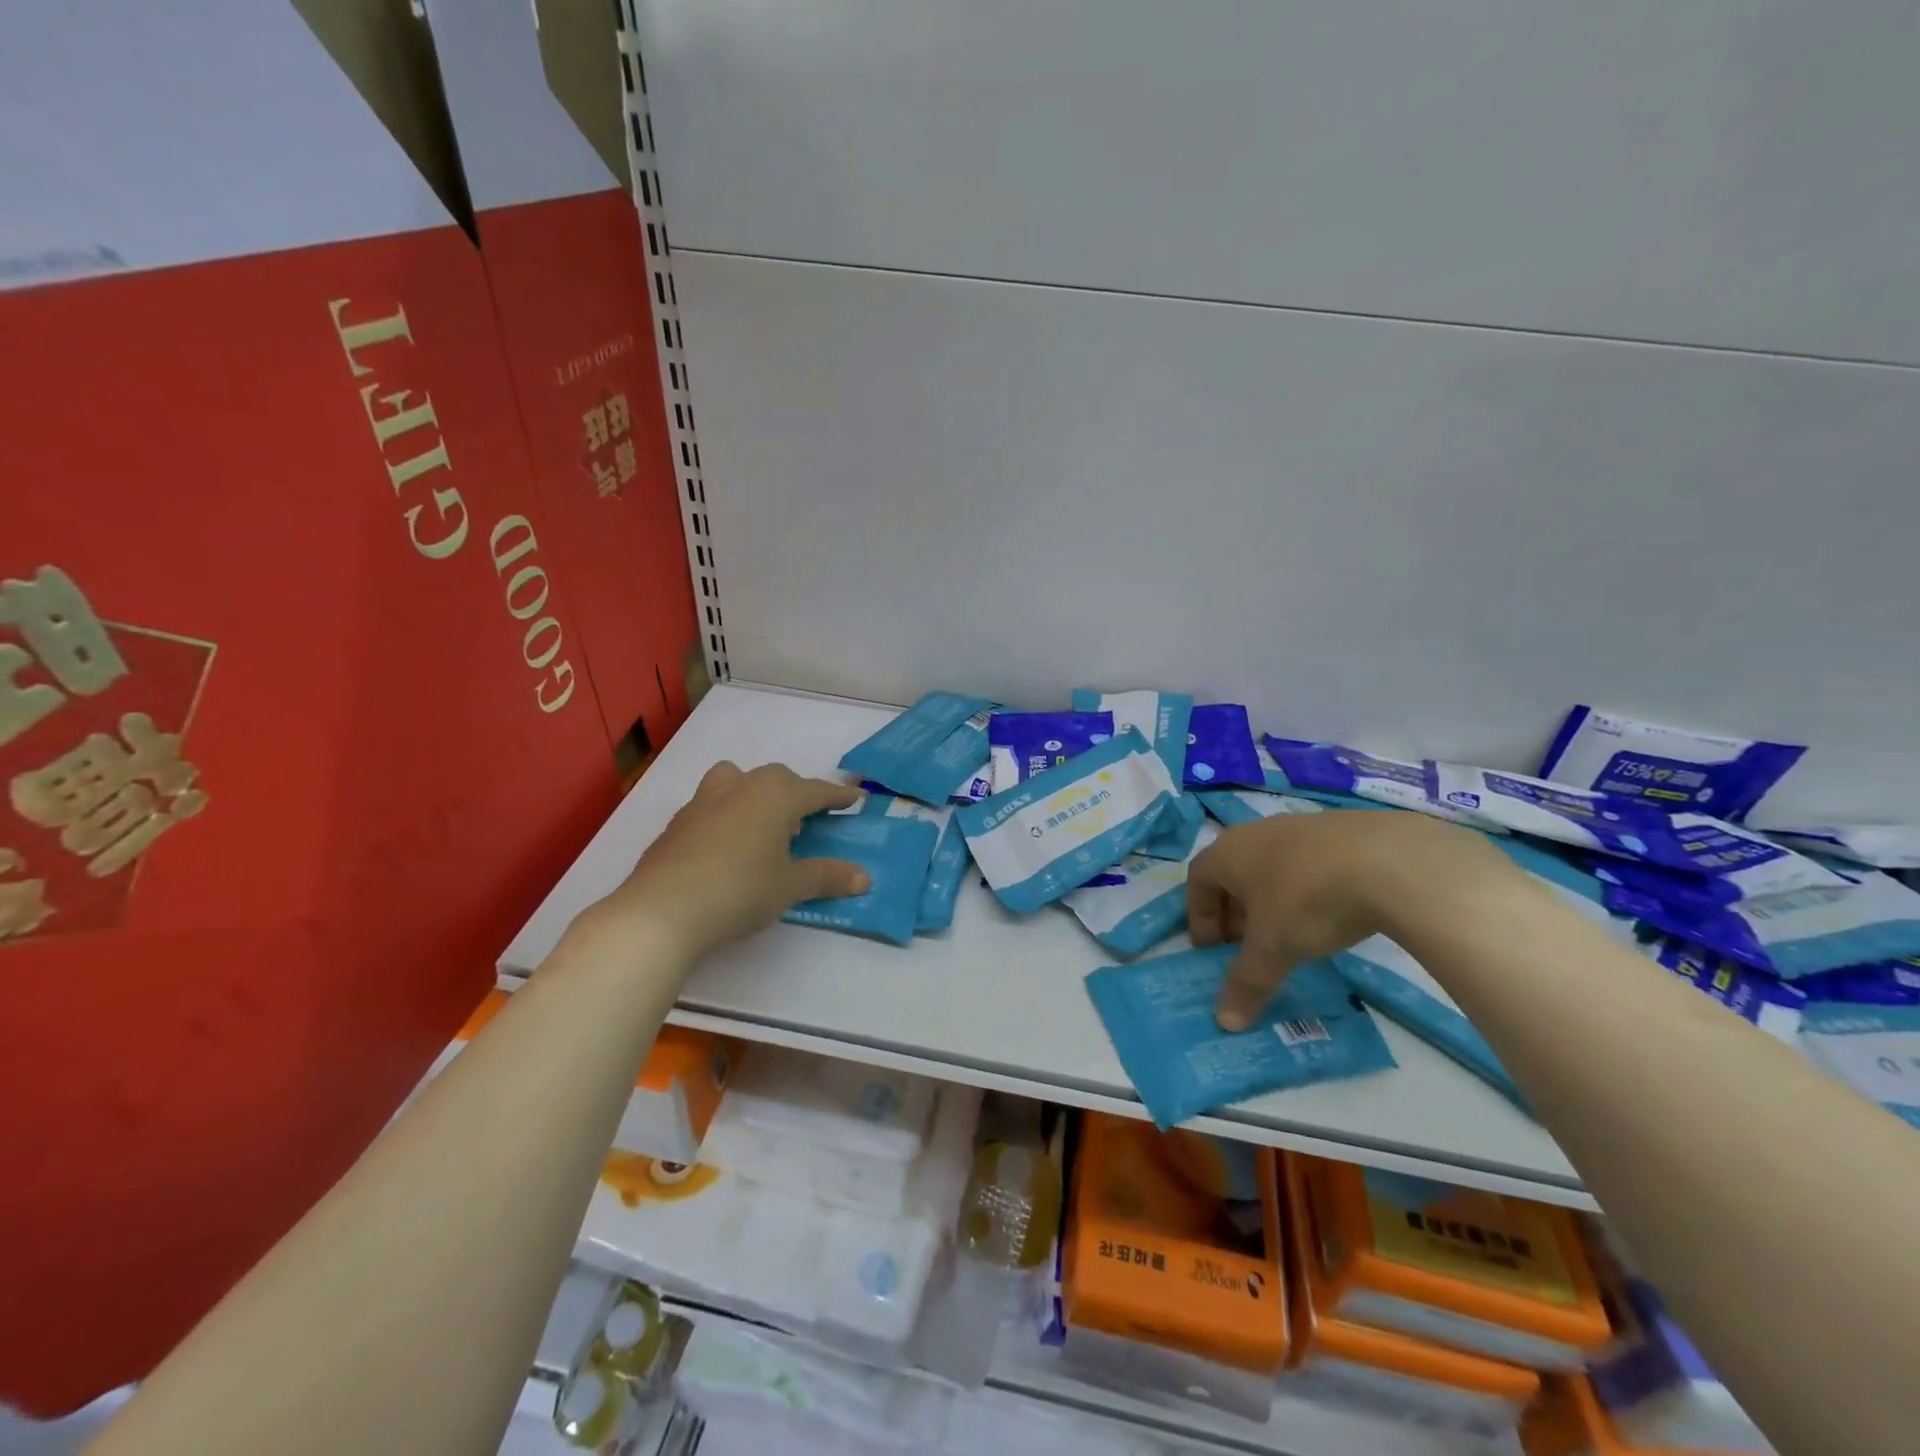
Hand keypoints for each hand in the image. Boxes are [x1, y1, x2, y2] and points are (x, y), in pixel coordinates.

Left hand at [588, 762, 869, 963]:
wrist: (662, 910)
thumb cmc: (740, 890)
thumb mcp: (790, 886)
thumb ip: (828, 877)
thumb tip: (865, 878)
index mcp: (775, 795)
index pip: (816, 791)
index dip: (838, 796)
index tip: (856, 799)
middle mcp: (741, 787)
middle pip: (777, 779)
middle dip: (798, 794)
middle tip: (810, 819)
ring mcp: (704, 801)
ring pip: (738, 780)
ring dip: (757, 793)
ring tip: (765, 823)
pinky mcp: (679, 822)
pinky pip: (714, 805)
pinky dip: (730, 814)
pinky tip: (730, 845)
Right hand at [1188, 811, 1512, 1030]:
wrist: (1392, 861)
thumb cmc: (1309, 900)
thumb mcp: (1274, 949)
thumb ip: (1246, 983)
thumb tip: (1225, 1023)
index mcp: (1229, 852)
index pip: (1198, 880)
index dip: (1200, 917)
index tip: (1211, 951)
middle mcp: (1257, 832)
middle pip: (1233, 873)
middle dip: (1234, 912)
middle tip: (1247, 948)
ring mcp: (1301, 826)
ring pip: (1272, 866)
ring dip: (1271, 900)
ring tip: (1290, 934)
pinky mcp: (1341, 829)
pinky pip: (1309, 862)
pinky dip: (1307, 889)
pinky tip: (1331, 914)